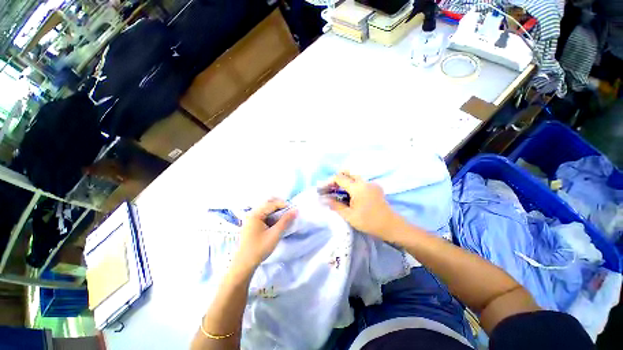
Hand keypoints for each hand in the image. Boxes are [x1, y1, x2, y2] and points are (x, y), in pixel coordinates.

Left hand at [235, 199, 296, 268]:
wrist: (244, 264)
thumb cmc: (259, 248)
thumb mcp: (275, 234)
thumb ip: (285, 221)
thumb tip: (295, 210)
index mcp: (255, 214)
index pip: (272, 204)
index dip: (284, 205)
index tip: (294, 210)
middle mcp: (252, 213)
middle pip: (269, 204)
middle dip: (281, 206)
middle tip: (290, 212)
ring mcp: (251, 218)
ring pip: (267, 209)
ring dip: (277, 211)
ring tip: (286, 217)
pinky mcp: (252, 224)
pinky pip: (264, 215)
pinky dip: (272, 216)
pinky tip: (277, 222)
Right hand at [324, 171, 403, 240]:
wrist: (391, 226)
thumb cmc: (369, 222)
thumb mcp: (349, 216)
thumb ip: (336, 205)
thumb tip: (324, 199)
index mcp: (357, 187)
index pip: (339, 178)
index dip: (329, 182)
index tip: (322, 189)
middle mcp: (364, 182)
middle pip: (348, 172)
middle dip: (337, 178)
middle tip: (331, 188)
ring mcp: (371, 184)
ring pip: (354, 176)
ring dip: (344, 181)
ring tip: (338, 192)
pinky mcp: (375, 188)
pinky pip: (360, 182)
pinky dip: (352, 185)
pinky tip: (349, 195)